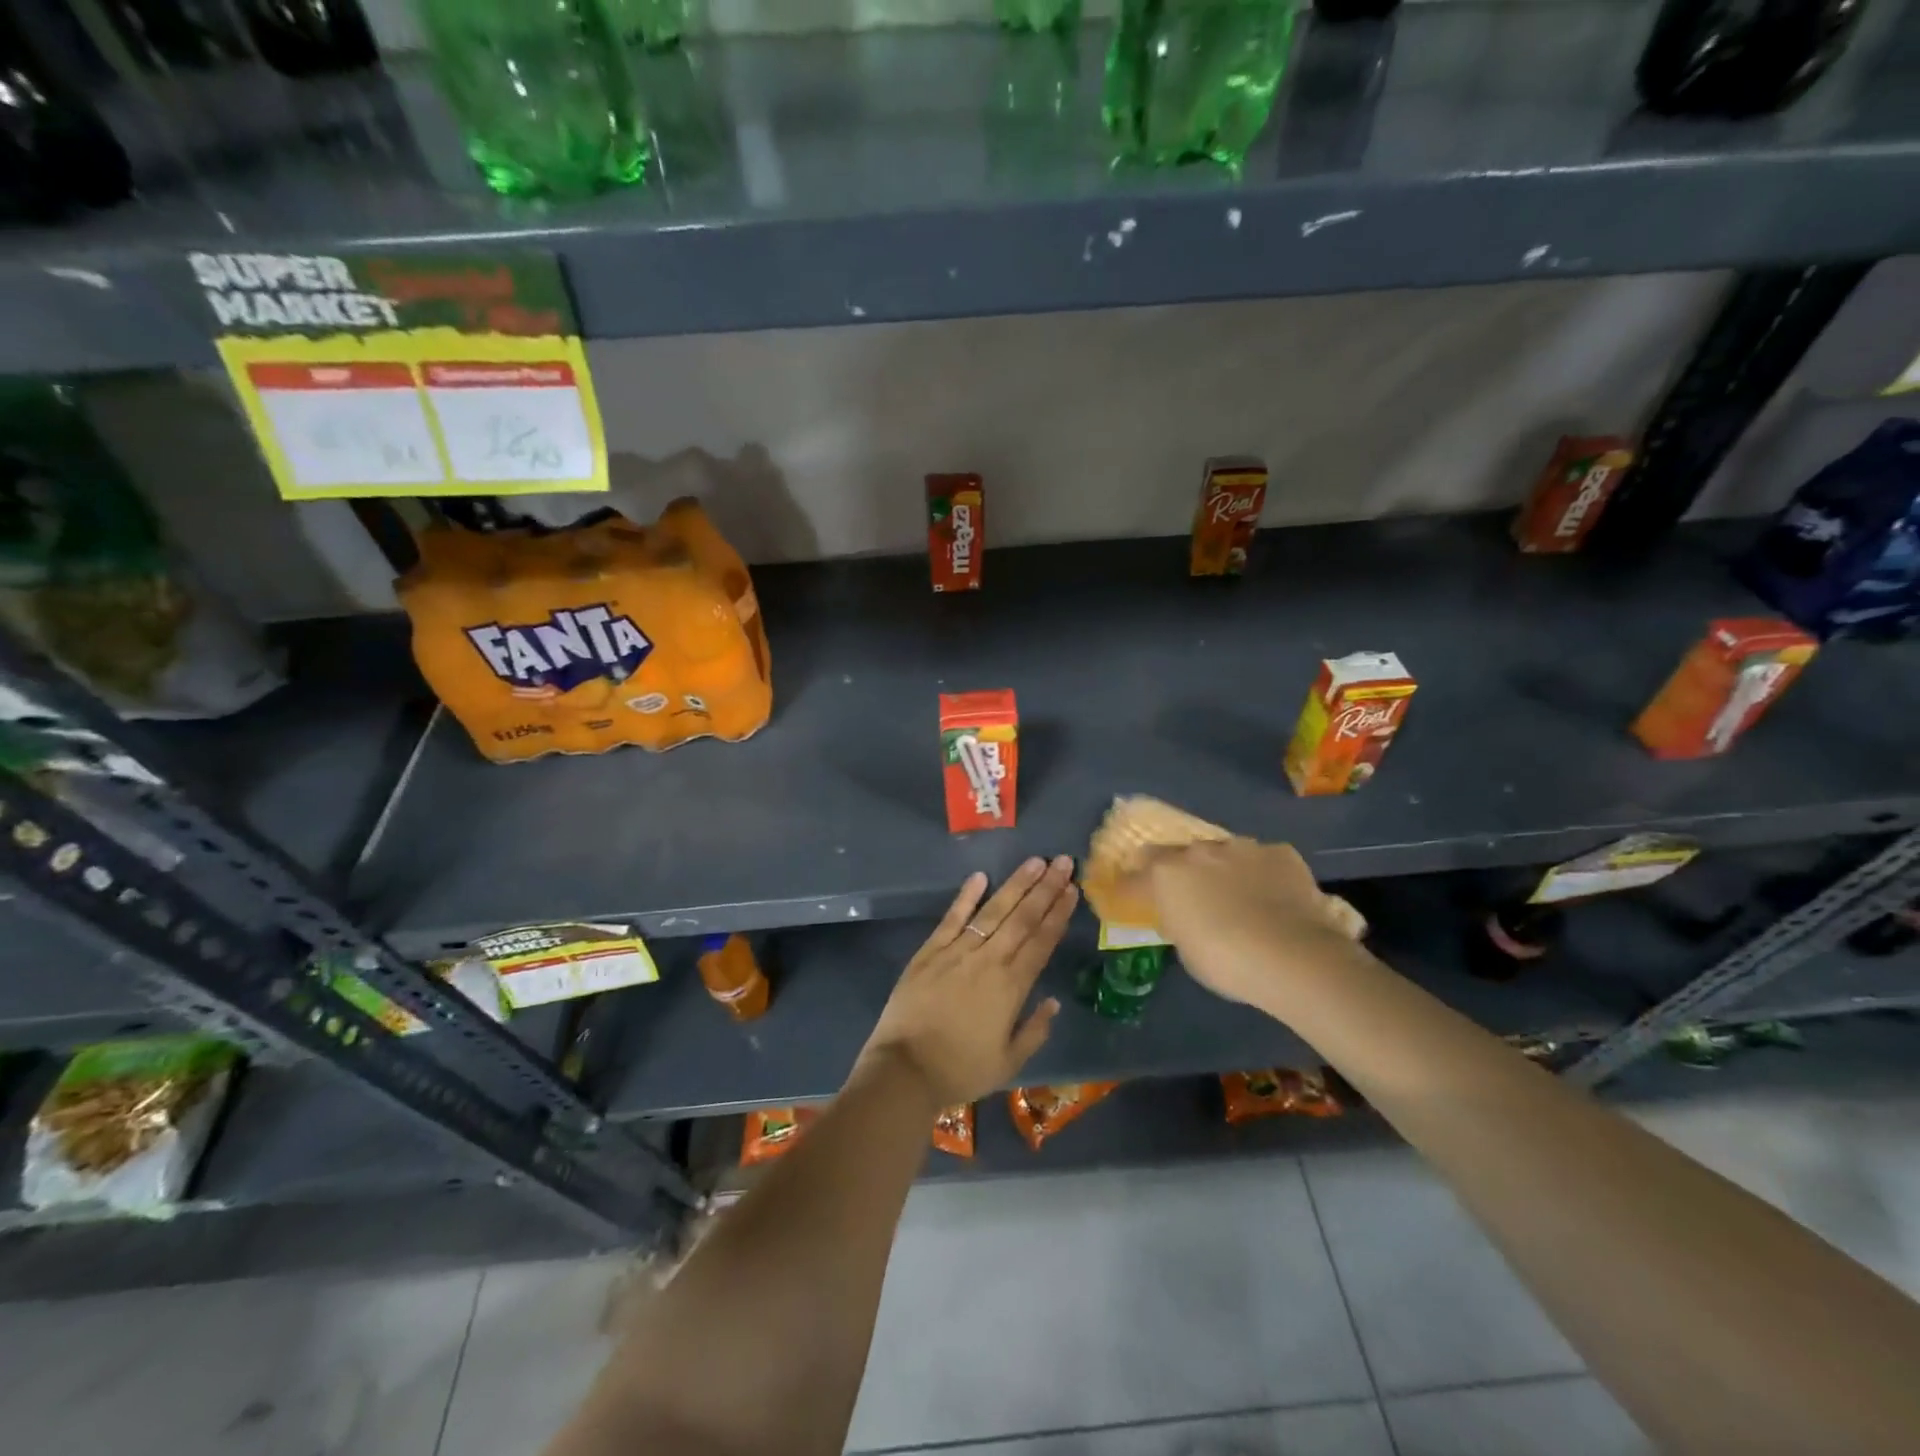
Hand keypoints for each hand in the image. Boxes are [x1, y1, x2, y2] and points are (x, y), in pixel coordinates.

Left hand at [857, 856, 1077, 1106]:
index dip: (1058, 914)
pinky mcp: (930, 951)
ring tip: (1035, 862)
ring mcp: (957, 951)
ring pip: (993, 911)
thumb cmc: (960, 1070)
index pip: (1041, 941)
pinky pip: (952, 918)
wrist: (904, 1070)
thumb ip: (1034, 1031)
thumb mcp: (1008, 1062)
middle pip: (1022, 918)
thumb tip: (1053, 1002)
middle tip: (1063, 861)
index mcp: (1011, 987)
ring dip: (1016, 885)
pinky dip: (966, 896)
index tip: (1072, 889)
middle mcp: (989, 961)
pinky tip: (980, 876)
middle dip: (1045, 888)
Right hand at [1130, 839, 1365, 1010]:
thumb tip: (1183, 916)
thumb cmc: (1226, 962)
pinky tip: (1274, 897)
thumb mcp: (1186, 950)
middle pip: (1177, 854)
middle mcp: (1198, 851)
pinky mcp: (1280, 852)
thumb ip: (1179, 922)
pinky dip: (1261, 874)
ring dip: (1221, 869)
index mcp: (1166, 874)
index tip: (1131, 898)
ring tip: (1236, 896)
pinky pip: (1262, 860)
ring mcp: (1241, 847)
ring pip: (1222, 853)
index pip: (1134, 876)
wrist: (1294, 957)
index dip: (1132, 887)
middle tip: (1189, 896)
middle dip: (1180, 872)